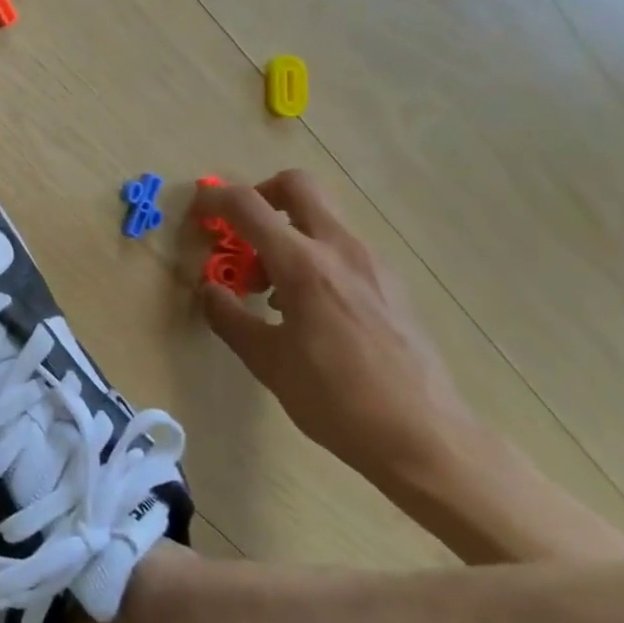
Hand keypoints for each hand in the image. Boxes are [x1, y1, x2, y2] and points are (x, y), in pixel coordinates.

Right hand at [193, 171, 479, 485]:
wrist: (424, 437)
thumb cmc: (335, 399)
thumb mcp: (267, 361)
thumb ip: (229, 317)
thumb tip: (209, 290)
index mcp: (303, 264)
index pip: (249, 206)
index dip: (216, 200)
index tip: (199, 211)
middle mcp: (340, 249)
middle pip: (297, 186)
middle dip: (262, 195)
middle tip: (245, 232)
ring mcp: (373, 263)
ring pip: (323, 218)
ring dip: (289, 233)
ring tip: (274, 290)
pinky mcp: (393, 284)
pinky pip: (344, 248)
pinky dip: (316, 257)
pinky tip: (312, 310)